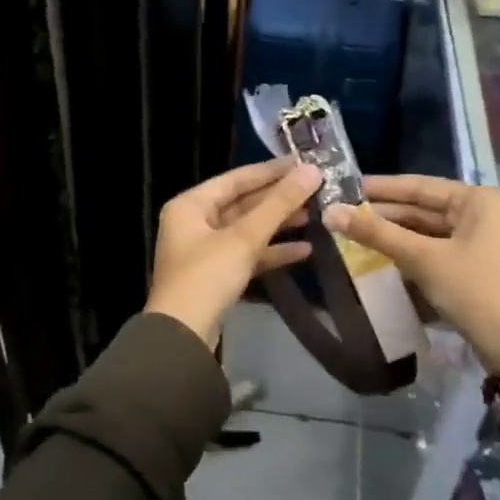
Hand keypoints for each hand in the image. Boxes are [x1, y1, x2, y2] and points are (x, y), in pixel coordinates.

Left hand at [146, 160, 321, 347]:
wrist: (183, 336)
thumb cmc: (207, 276)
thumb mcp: (244, 237)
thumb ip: (279, 204)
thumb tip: (312, 171)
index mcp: (191, 205)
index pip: (236, 178)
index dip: (271, 171)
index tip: (304, 162)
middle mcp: (194, 222)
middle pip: (243, 203)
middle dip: (279, 199)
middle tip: (317, 189)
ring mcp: (205, 250)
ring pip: (248, 229)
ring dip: (279, 224)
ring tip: (316, 215)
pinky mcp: (217, 275)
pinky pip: (248, 254)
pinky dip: (273, 251)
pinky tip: (305, 249)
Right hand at [322, 175, 499, 376]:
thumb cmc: (474, 290)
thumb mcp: (423, 258)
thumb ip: (377, 234)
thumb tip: (330, 212)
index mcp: (477, 200)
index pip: (419, 186)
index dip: (380, 188)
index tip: (345, 186)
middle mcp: (481, 213)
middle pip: (422, 208)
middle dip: (384, 213)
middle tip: (342, 212)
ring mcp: (478, 240)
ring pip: (426, 230)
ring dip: (393, 234)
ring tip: (352, 232)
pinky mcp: (473, 266)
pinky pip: (433, 249)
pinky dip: (408, 251)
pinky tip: (379, 254)